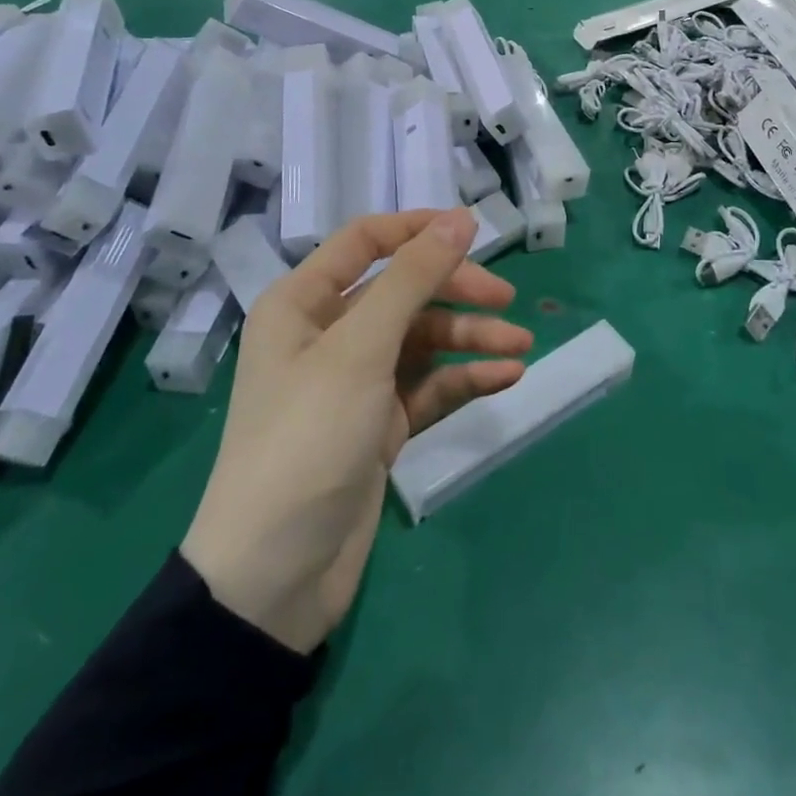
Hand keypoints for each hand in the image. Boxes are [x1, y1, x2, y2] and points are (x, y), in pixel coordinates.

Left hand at [180, 209, 532, 652]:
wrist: (275, 576)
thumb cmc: (307, 438)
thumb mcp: (360, 349)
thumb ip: (413, 278)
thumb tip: (460, 218)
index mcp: (303, 303)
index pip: (366, 240)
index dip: (419, 229)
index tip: (475, 231)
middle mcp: (328, 333)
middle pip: (404, 290)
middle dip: (456, 291)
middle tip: (506, 301)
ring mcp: (356, 382)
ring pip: (423, 339)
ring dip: (471, 338)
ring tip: (520, 345)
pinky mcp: (380, 424)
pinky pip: (430, 385)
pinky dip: (466, 378)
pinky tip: (507, 377)